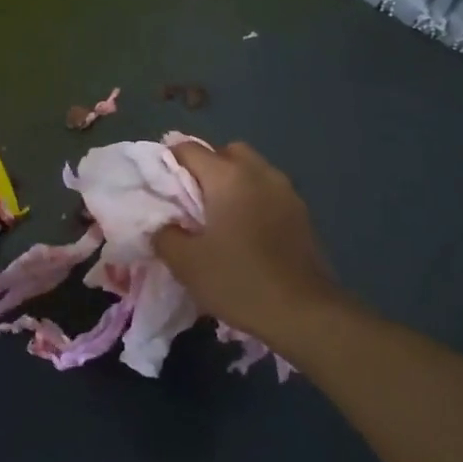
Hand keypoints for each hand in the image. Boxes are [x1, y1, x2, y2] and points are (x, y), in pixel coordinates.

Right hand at [153, 141, 339, 343]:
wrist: (304, 312)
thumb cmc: (239, 281)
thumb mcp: (186, 263)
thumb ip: (164, 235)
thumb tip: (162, 224)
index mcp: (227, 176)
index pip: (189, 149)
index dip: (168, 160)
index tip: (158, 184)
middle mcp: (258, 172)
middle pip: (225, 152)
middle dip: (206, 167)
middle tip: (190, 199)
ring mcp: (285, 190)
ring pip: (251, 169)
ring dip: (233, 182)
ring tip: (219, 216)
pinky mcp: (301, 212)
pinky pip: (269, 190)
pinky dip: (253, 199)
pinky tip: (246, 231)